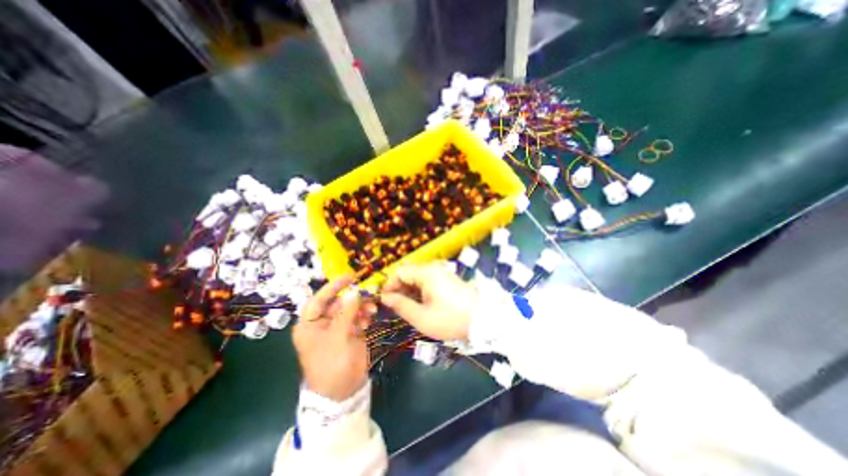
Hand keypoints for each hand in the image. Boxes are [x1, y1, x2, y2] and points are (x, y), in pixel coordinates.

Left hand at [294, 275, 375, 401]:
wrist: (342, 392)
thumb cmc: (332, 365)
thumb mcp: (338, 338)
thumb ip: (346, 313)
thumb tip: (354, 291)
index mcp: (309, 324)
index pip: (319, 299)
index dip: (333, 287)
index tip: (350, 277)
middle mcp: (321, 323)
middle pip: (337, 303)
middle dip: (353, 299)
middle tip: (368, 295)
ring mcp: (336, 328)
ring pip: (349, 309)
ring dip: (361, 307)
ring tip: (372, 311)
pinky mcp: (349, 333)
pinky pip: (357, 317)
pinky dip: (364, 316)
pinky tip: (369, 320)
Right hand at [378, 263, 475, 340]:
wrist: (483, 320)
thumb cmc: (450, 320)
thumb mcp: (421, 317)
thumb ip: (401, 305)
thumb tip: (385, 298)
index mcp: (426, 273)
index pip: (399, 272)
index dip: (389, 285)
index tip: (384, 301)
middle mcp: (433, 268)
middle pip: (408, 273)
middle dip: (398, 289)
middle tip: (396, 307)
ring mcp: (442, 273)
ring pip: (417, 277)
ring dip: (409, 291)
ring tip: (408, 309)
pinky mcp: (447, 279)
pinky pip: (427, 281)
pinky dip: (420, 291)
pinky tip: (421, 305)